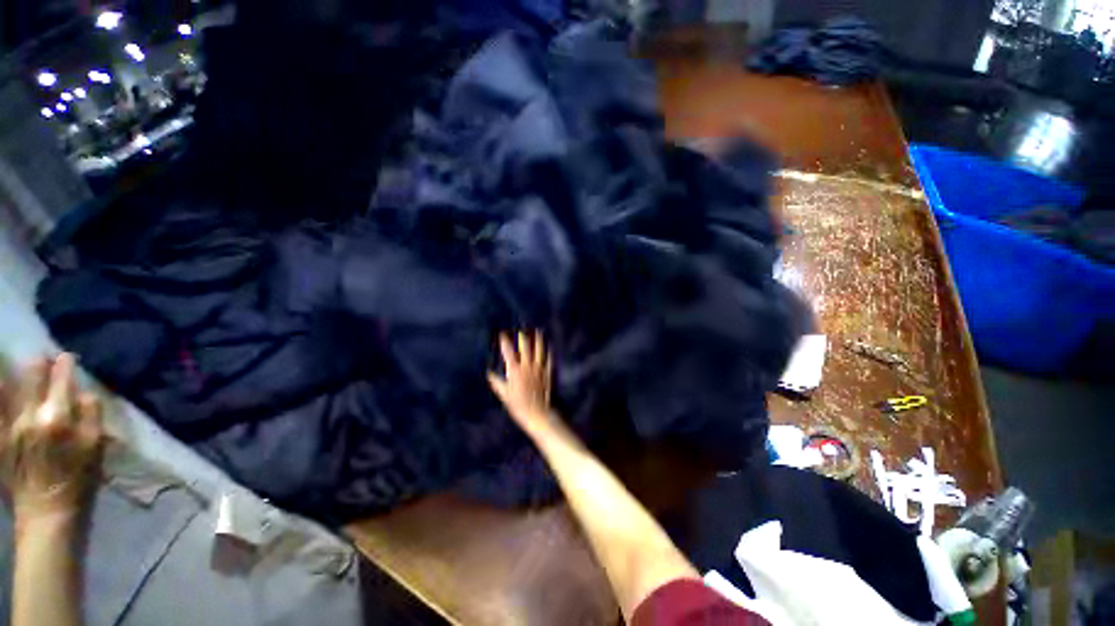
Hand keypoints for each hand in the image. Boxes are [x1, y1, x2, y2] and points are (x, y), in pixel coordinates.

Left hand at [1, 354, 103, 522]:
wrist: (47, 516)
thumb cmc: (79, 481)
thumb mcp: (95, 449)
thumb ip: (91, 415)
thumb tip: (82, 392)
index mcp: (58, 418)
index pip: (61, 378)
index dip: (64, 364)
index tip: (66, 358)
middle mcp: (30, 416)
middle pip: (30, 376)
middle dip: (37, 364)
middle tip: (42, 359)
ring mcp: (8, 428)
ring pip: (5, 388)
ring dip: (9, 372)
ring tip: (10, 361)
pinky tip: (0, 387)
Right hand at [488, 332, 557, 436]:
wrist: (538, 413)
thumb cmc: (519, 406)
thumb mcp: (505, 395)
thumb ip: (497, 383)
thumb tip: (489, 374)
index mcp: (515, 371)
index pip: (508, 353)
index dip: (505, 342)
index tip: (502, 334)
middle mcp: (527, 367)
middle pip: (525, 348)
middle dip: (523, 337)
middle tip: (521, 330)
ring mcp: (539, 369)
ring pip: (539, 351)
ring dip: (538, 341)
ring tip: (538, 332)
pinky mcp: (547, 374)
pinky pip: (548, 360)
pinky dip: (548, 353)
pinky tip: (549, 347)